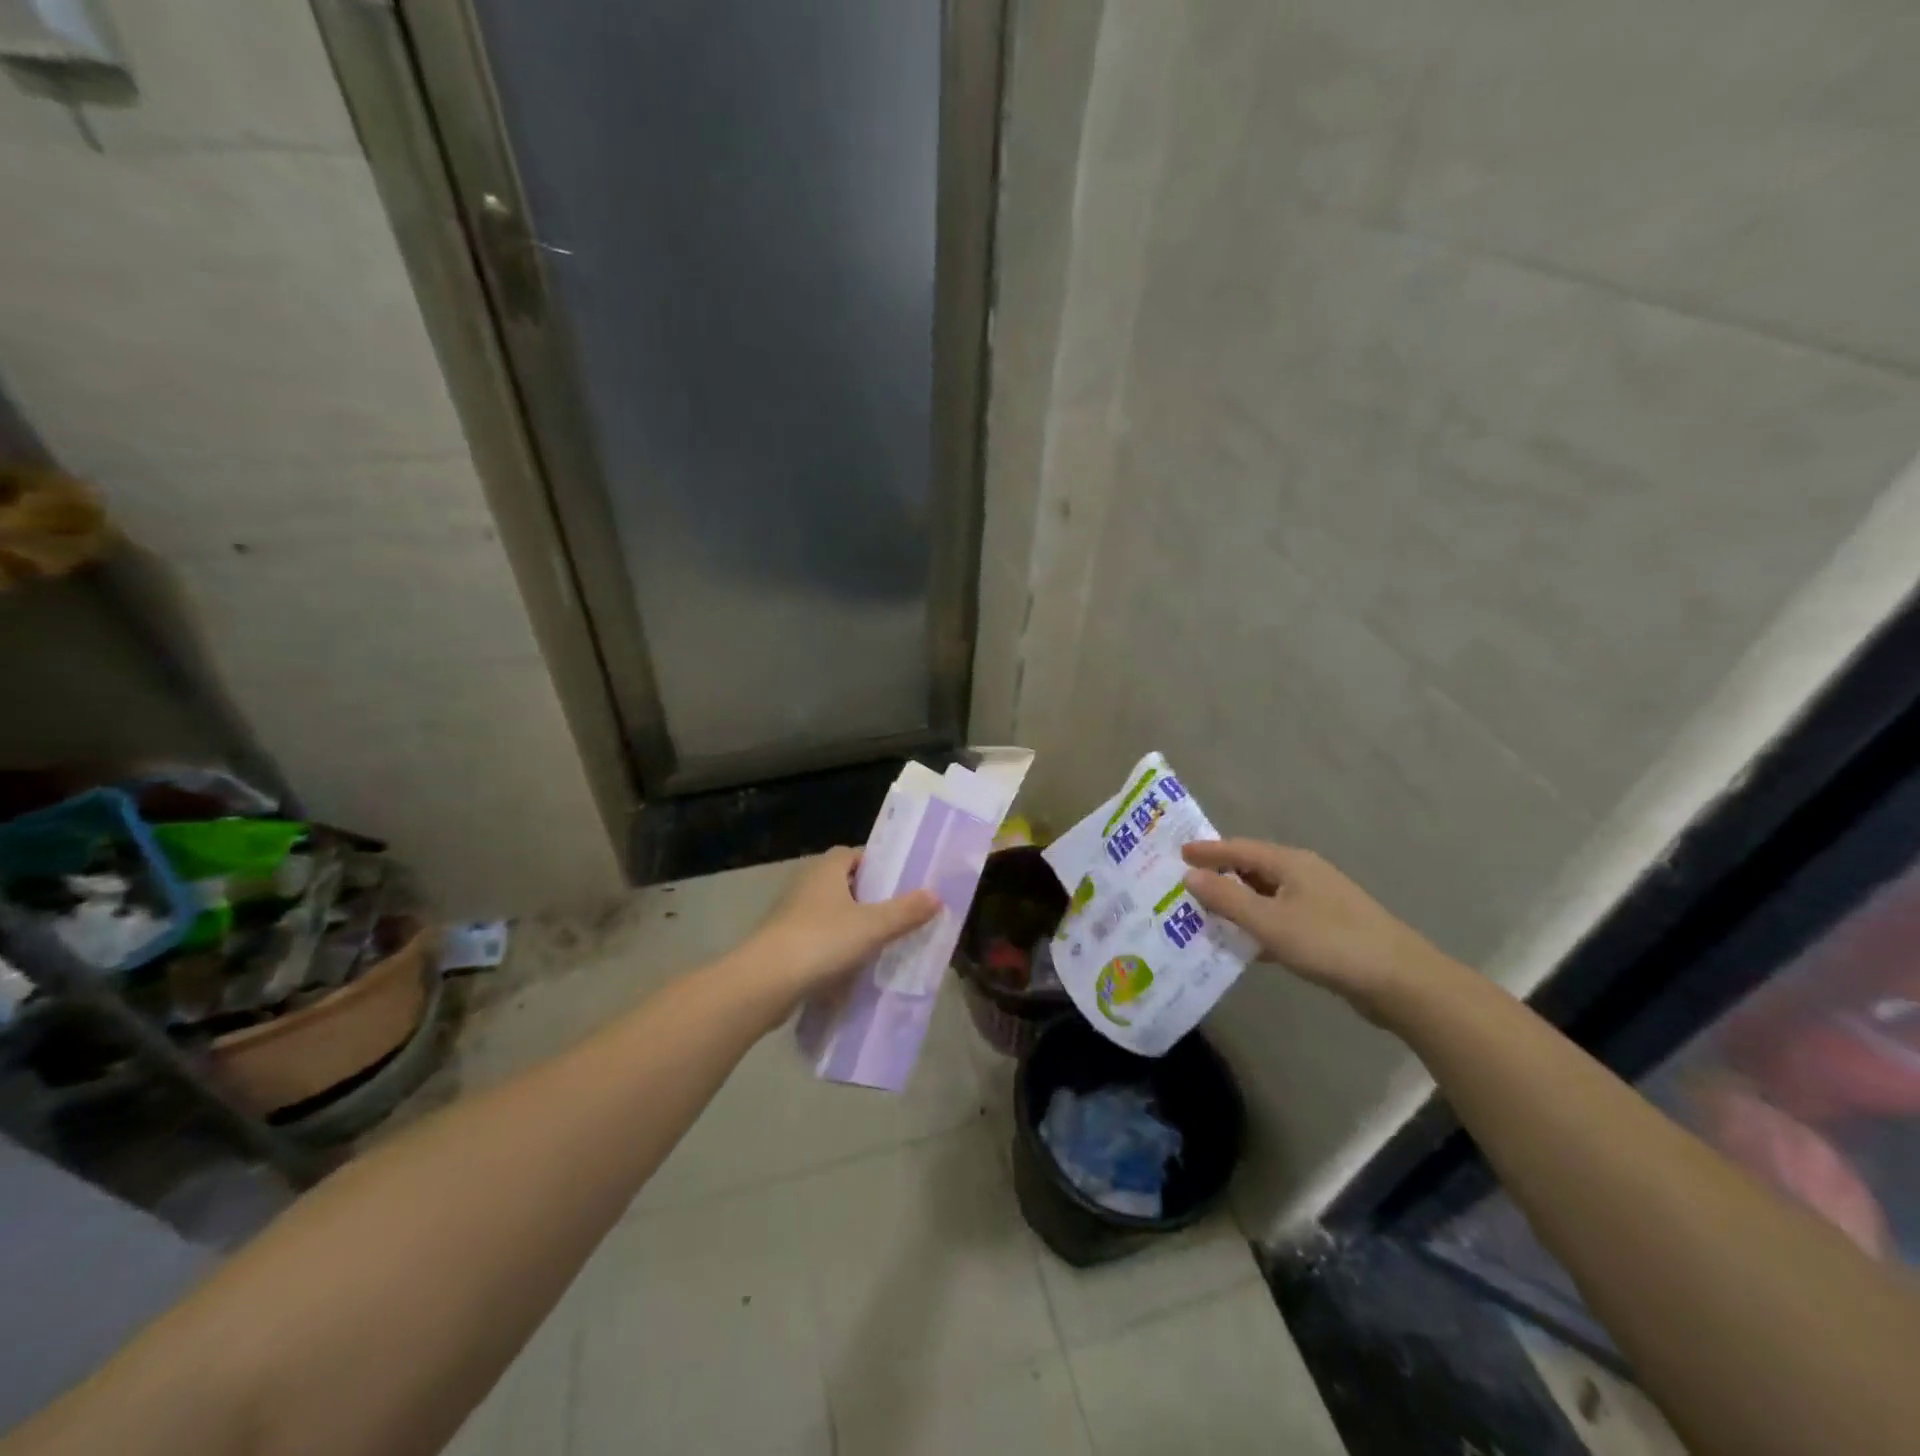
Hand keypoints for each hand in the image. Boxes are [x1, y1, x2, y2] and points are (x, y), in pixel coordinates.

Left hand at [741, 847, 939, 1015]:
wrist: (765, 983)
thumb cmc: (822, 941)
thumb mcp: (873, 926)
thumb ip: (906, 911)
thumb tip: (936, 895)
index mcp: (826, 869)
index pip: (855, 854)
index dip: (879, 865)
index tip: (903, 883)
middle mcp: (806, 884)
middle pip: (846, 884)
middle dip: (871, 898)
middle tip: (900, 914)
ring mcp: (792, 915)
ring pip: (832, 913)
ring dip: (854, 925)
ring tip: (884, 942)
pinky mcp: (785, 944)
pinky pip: (820, 939)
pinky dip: (837, 948)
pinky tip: (856, 967)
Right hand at [1181, 839, 1457, 1019]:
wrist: (1401, 981)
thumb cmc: (1330, 943)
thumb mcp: (1270, 922)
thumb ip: (1227, 898)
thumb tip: (1189, 875)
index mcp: (1290, 864)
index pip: (1238, 848)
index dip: (1207, 851)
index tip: (1177, 853)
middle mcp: (1304, 875)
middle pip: (1252, 869)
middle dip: (1219, 877)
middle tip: (1184, 886)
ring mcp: (1318, 902)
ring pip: (1266, 896)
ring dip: (1237, 904)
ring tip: (1203, 915)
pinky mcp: (1327, 929)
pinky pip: (1280, 919)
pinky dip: (1257, 926)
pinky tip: (1242, 945)